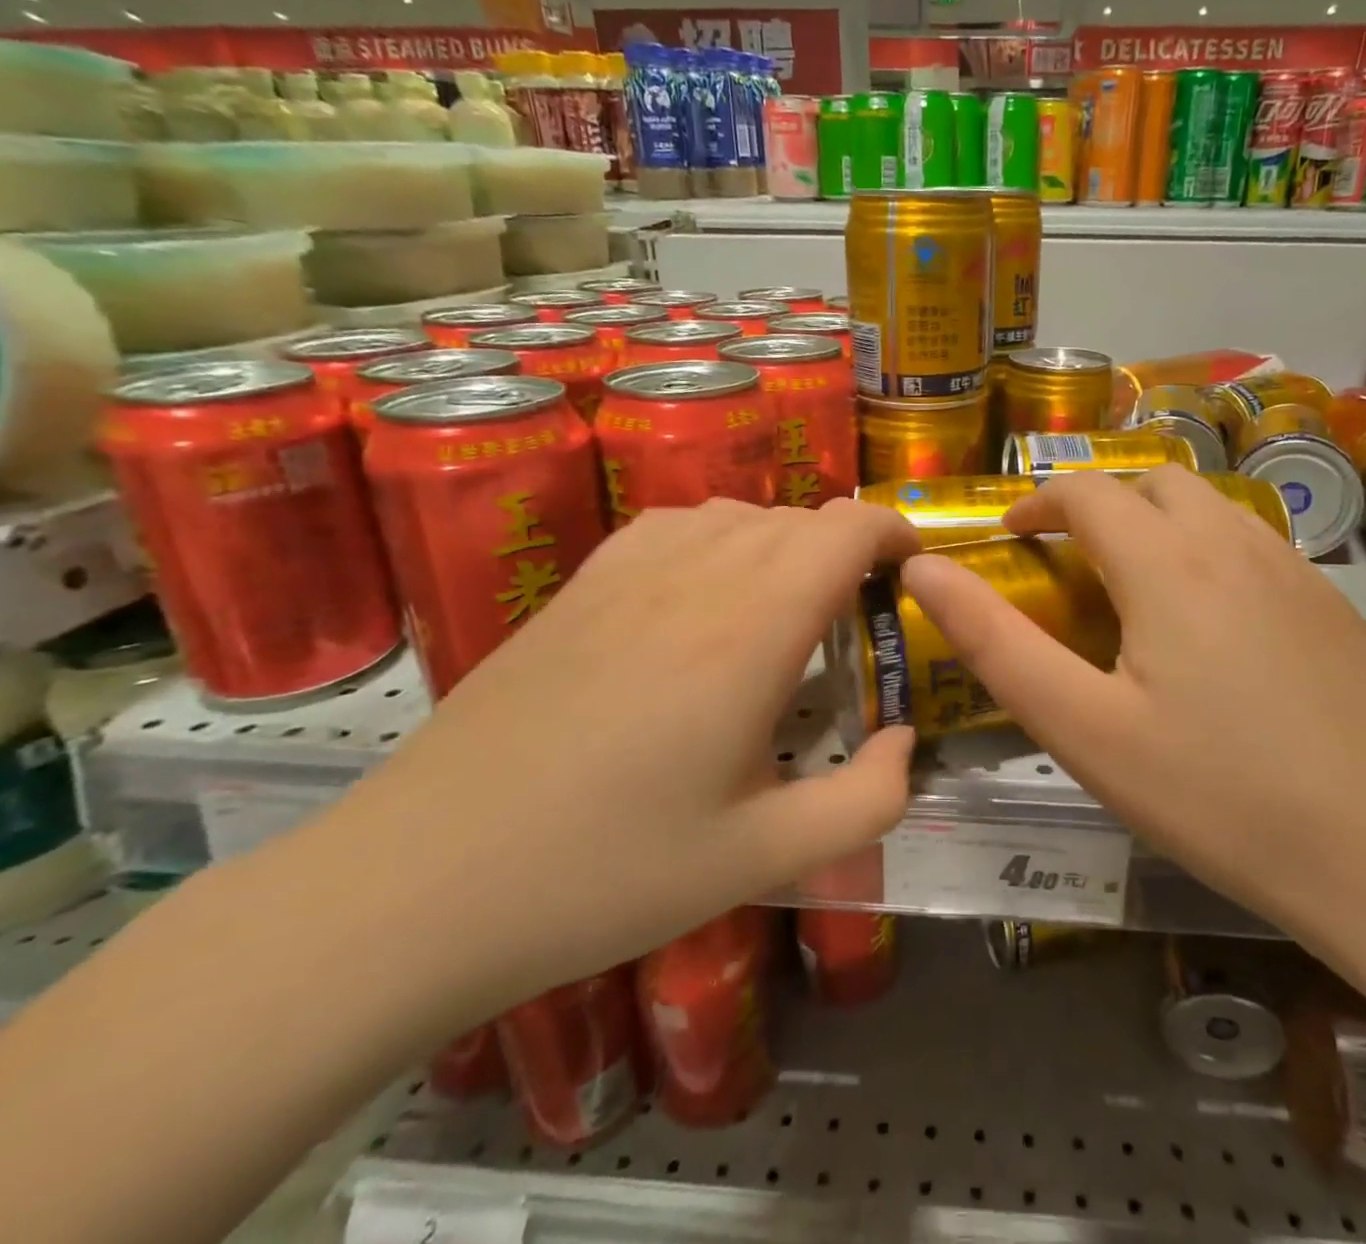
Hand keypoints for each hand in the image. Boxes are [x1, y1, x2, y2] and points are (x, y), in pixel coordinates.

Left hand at [329, 498, 919, 1010]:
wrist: (420, 885)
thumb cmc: (607, 874)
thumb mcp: (763, 858)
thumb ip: (866, 801)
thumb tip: (903, 742)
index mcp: (750, 631)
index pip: (844, 529)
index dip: (893, 532)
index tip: (912, 569)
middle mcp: (695, 576)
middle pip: (798, 519)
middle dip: (847, 550)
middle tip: (858, 618)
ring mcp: (627, 571)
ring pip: (738, 513)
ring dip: (785, 544)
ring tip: (788, 608)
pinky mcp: (579, 585)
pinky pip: (676, 524)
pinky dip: (720, 538)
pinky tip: (706, 595)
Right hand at [900, 467, 1365, 953]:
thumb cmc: (1223, 796)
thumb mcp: (1086, 729)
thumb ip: (997, 643)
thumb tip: (924, 570)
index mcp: (1166, 562)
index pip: (1087, 491)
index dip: (1038, 502)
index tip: (1010, 538)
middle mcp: (1233, 542)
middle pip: (1152, 483)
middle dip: (1097, 503)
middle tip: (1065, 559)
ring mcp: (1296, 570)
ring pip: (1209, 507)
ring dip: (1155, 521)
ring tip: (1129, 584)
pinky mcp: (1335, 605)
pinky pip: (1252, 544)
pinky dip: (1205, 550)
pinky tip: (1209, 623)